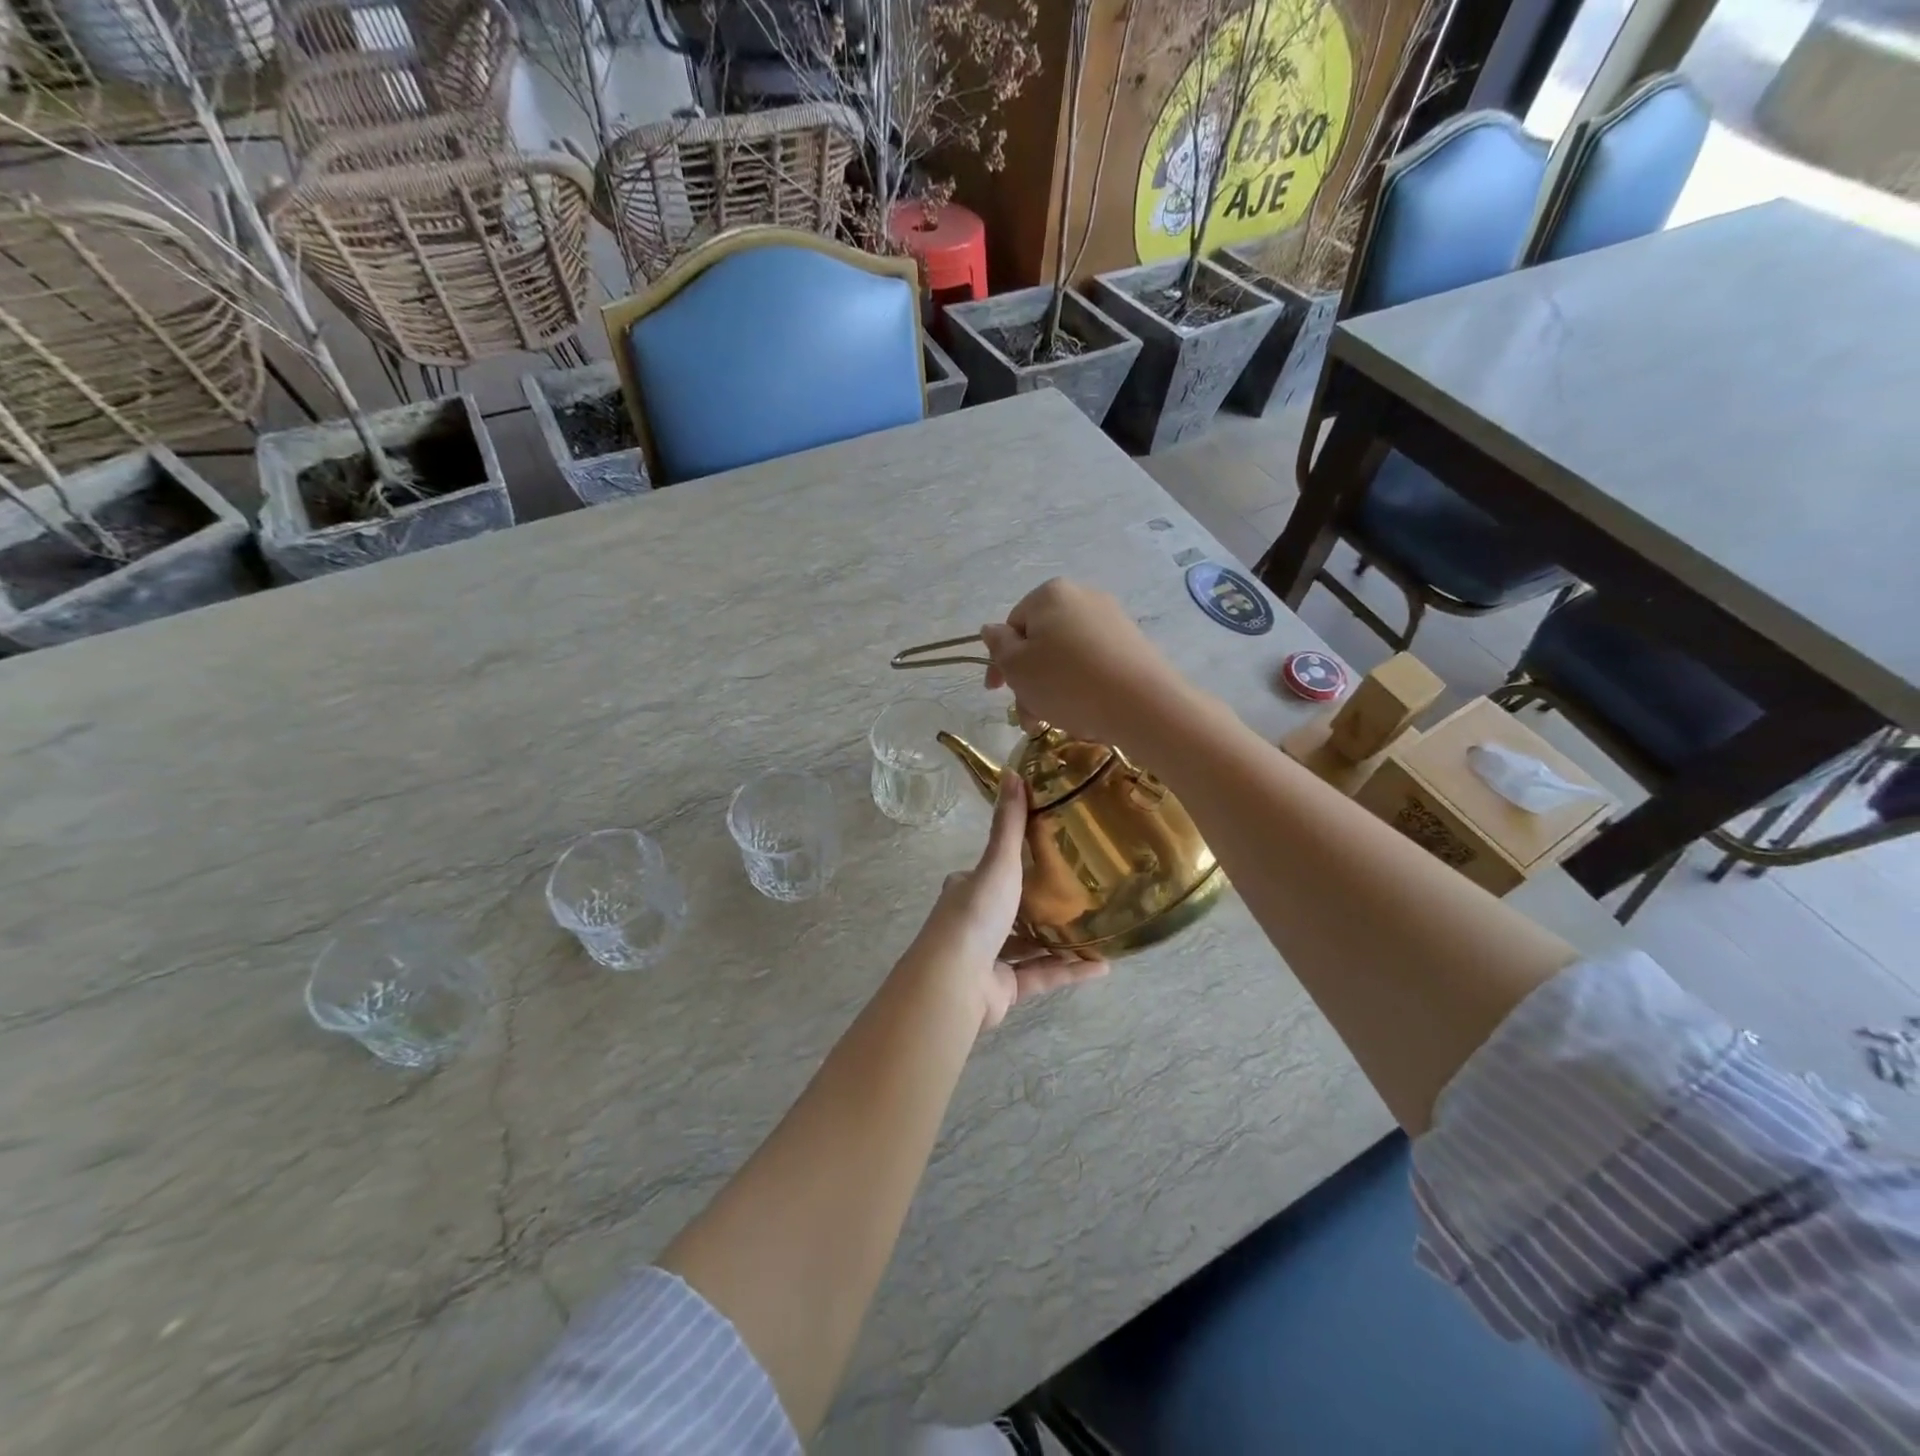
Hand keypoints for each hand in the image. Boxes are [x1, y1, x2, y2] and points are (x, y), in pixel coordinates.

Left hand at [909, 769, 1106, 1030]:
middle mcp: (975, 924)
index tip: (1048, 856)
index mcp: (966, 891)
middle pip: (1012, 911)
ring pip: (1030, 946)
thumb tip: (1013, 771)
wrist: (956, 980)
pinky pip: (1043, 976)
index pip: (989, 874)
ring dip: (1061, 941)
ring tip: (1098, 929)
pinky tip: (1102, 966)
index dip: (1012, 865)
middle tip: (1082, 894)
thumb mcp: (997, 862)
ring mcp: (989, 959)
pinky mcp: (1005, 989)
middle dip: (1042, 905)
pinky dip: (1070, 971)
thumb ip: (1009, 824)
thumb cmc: (976, 914)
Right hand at [979, 579, 1188, 749]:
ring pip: (1066, 657)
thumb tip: (992, 630)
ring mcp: (1112, 620)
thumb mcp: (1017, 667)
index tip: (996, 692)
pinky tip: (1083, 713)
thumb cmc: (1066, 682)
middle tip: (1029, 718)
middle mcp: (1083, 597)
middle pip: (1041, 642)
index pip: (1012, 625)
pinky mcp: (1133, 645)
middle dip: (1029, 682)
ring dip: (1052, 690)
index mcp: (1050, 594)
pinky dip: (1081, 687)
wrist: (1142, 704)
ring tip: (1055, 722)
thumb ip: (998, 646)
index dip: (1000, 661)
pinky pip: (1094, 664)